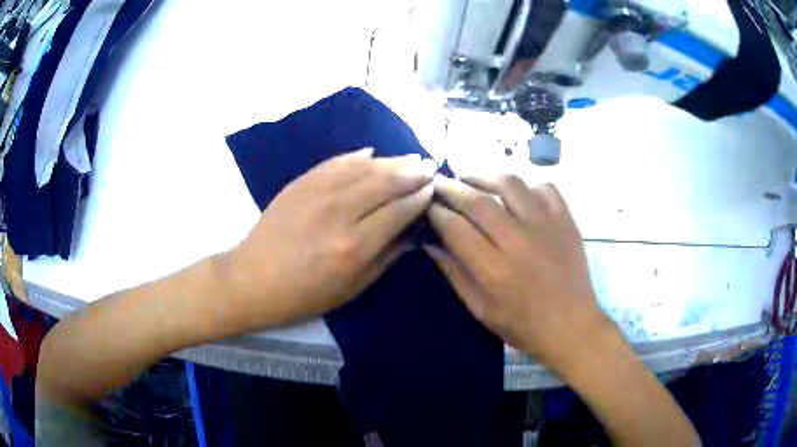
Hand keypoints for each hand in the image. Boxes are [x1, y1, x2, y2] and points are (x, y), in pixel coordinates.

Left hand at [217, 149, 436, 330]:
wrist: (253, 279)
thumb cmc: (304, 294)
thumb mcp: (352, 289)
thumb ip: (386, 258)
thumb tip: (413, 233)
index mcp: (355, 246)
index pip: (399, 210)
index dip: (420, 196)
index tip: (434, 188)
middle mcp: (340, 212)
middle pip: (386, 182)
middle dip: (413, 172)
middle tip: (430, 166)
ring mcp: (318, 192)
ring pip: (364, 167)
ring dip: (391, 160)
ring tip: (410, 158)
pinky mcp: (301, 182)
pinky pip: (336, 162)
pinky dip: (357, 155)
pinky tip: (372, 152)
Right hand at [426, 175, 611, 368]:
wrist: (572, 327)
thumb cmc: (523, 326)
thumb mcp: (481, 310)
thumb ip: (454, 275)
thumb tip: (430, 245)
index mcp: (494, 270)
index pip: (456, 229)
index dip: (437, 213)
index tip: (428, 205)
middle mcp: (519, 242)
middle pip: (479, 202)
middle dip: (452, 188)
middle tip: (439, 182)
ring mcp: (546, 227)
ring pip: (511, 184)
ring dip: (485, 176)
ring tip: (470, 177)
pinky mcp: (566, 220)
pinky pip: (544, 187)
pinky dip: (526, 184)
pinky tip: (515, 192)